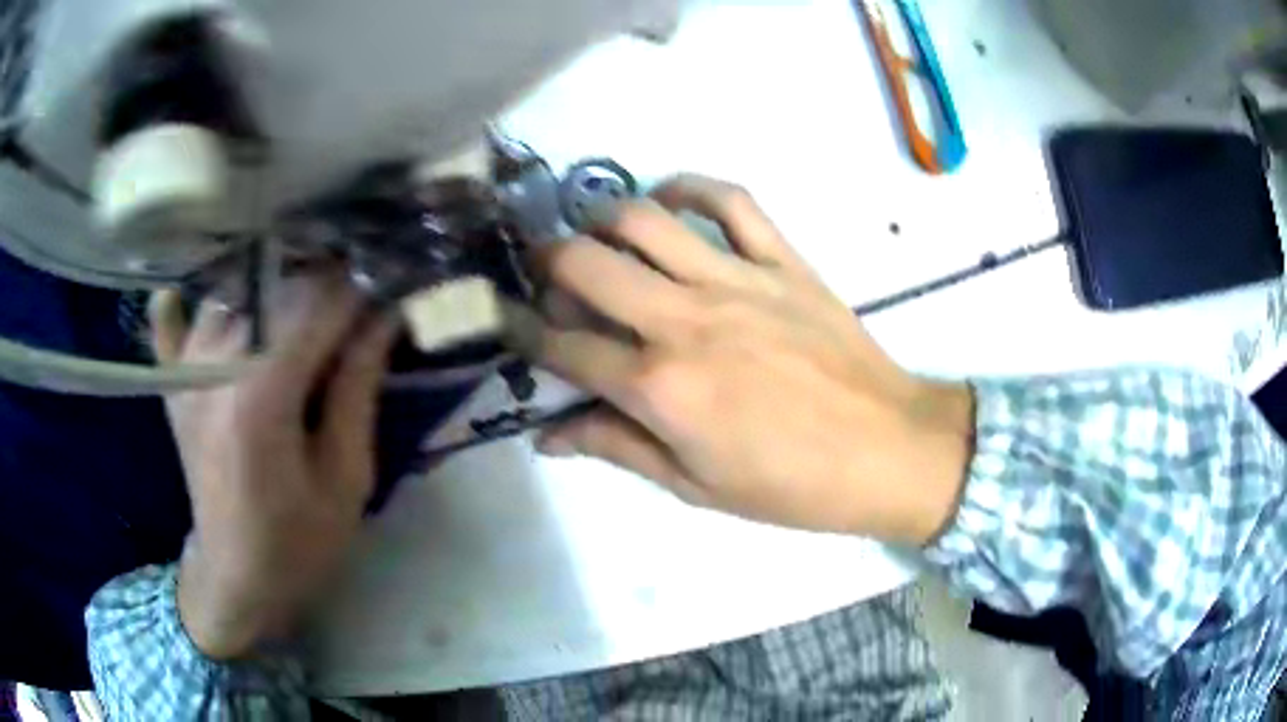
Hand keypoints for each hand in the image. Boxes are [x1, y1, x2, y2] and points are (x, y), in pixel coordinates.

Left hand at [151, 271, 396, 659]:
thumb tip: (384, 318)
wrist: (236, 579)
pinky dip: (184, 298)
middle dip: (325, 278)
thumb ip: (357, 389)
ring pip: (231, 290)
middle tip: (360, 290)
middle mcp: (215, 368)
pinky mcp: (174, 385)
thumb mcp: (346, 479)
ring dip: (272, 282)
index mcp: (260, 397)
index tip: (394, 284)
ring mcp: (186, 373)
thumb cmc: (299, 542)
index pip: (317, 307)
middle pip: (274, 287)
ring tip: (308, 293)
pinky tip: (200, 289)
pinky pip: (169, 321)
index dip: (361, 289)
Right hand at [512, 175, 973, 545]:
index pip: (564, 347)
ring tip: (599, 237)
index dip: (524, 333)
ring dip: (604, 220)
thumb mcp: (694, 485)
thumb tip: (547, 436)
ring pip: (646, 220)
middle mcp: (686, 320)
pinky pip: (732, 201)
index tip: (511, 323)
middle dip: (547, 263)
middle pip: (587, 265)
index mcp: (660, 387)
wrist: (886, 450)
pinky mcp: (783, 261)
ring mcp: (738, 281)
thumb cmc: (790, 484)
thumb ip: (616, 448)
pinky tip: (672, 200)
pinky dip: (693, 189)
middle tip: (546, 274)